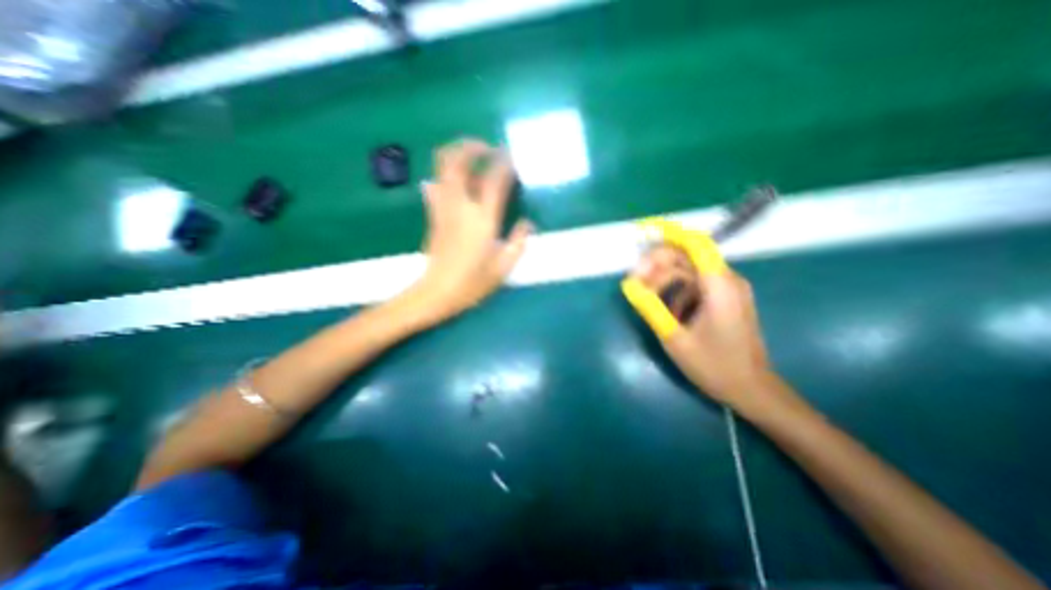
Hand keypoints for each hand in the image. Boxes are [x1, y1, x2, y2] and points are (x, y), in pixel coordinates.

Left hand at [412, 137, 534, 321]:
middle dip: (471, 147)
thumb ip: (518, 242)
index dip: (503, 163)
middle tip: (487, 147)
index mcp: (482, 220)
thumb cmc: (472, 283)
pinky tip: (456, 181)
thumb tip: (527, 223)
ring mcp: (443, 209)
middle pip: (458, 162)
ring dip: (457, 155)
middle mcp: (461, 207)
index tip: (510, 155)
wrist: (437, 292)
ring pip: (443, 168)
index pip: (493, 181)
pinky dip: (445, 175)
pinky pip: (436, 186)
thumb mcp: (503, 267)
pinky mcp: (433, 215)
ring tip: (473, 156)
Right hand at [628, 241, 774, 409]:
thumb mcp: (675, 338)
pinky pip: (694, 284)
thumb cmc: (714, 366)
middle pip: (687, 257)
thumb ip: (651, 308)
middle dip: (657, 264)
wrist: (751, 389)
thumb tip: (629, 285)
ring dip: (664, 279)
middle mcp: (727, 280)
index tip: (644, 231)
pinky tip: (666, 309)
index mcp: (720, 287)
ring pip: (688, 271)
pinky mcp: (724, 299)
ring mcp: (727, 289)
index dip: (670, 234)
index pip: (695, 245)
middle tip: (634, 282)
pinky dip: (675, 290)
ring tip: (645, 297)